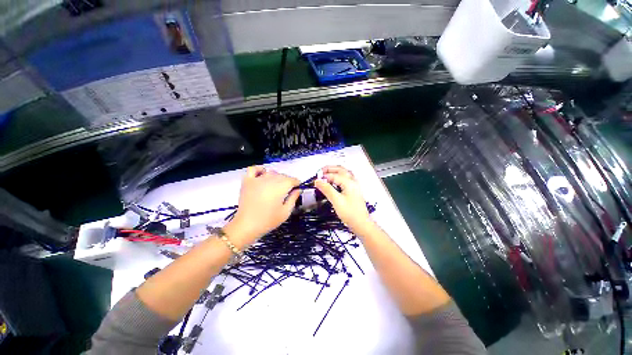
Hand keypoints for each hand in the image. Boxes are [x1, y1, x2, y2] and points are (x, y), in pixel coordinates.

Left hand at [224, 166, 300, 248]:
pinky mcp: (247, 181)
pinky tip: (263, 175)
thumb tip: (298, 190)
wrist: (247, 226)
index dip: (296, 183)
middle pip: (282, 175)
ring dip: (276, 177)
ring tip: (276, 186)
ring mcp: (257, 179)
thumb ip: (293, 198)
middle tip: (287, 191)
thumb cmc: (268, 220)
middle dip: (287, 181)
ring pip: (271, 172)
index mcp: (280, 187)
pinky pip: (254, 169)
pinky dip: (259, 170)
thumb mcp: (286, 212)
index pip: (292, 180)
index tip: (297, 188)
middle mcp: (270, 180)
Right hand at [314, 166, 372, 236]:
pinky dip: (339, 176)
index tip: (315, 180)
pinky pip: (346, 178)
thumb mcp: (336, 201)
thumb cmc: (350, 213)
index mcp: (349, 182)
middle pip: (341, 169)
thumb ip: (327, 189)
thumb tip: (318, 181)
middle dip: (330, 168)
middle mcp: (353, 181)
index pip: (334, 175)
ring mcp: (354, 185)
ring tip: (326, 174)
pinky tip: (335, 181)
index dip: (324, 176)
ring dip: (335, 171)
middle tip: (320, 172)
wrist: (361, 223)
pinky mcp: (354, 190)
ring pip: (344, 173)